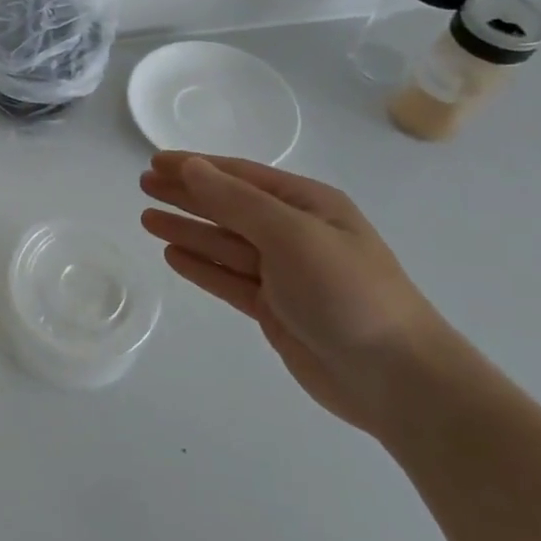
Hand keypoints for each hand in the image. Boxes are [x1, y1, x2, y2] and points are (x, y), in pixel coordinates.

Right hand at [140, 153, 450, 435]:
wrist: (396, 379)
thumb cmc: (347, 292)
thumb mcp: (291, 235)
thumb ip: (236, 201)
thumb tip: (191, 168)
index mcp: (308, 205)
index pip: (240, 176)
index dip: (196, 166)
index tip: (155, 161)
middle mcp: (294, 234)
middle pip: (228, 207)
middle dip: (187, 195)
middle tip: (144, 185)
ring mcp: (284, 274)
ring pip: (223, 243)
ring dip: (187, 230)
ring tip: (147, 219)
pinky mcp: (275, 309)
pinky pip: (227, 279)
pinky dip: (200, 266)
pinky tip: (173, 256)